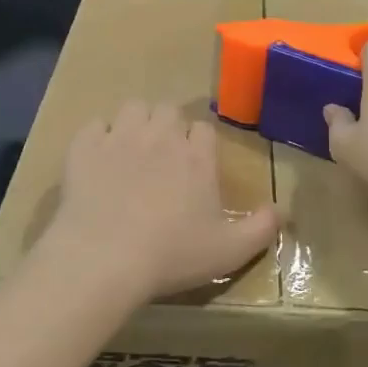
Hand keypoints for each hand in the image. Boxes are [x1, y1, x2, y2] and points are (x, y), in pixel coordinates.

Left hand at [39, 101, 280, 303]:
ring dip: (136, 123)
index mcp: (197, 157)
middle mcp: (161, 137)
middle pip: (169, 111)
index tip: (195, 166)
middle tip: (162, 159)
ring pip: (133, 108)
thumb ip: (262, 229)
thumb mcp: (229, 252)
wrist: (103, 258)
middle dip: (168, 128)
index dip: (200, 144)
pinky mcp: (84, 147)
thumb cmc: (171, 256)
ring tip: (131, 151)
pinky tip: (98, 159)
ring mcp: (120, 137)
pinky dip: (97, 137)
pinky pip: (94, 125)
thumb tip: (282, 211)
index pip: (204, 129)